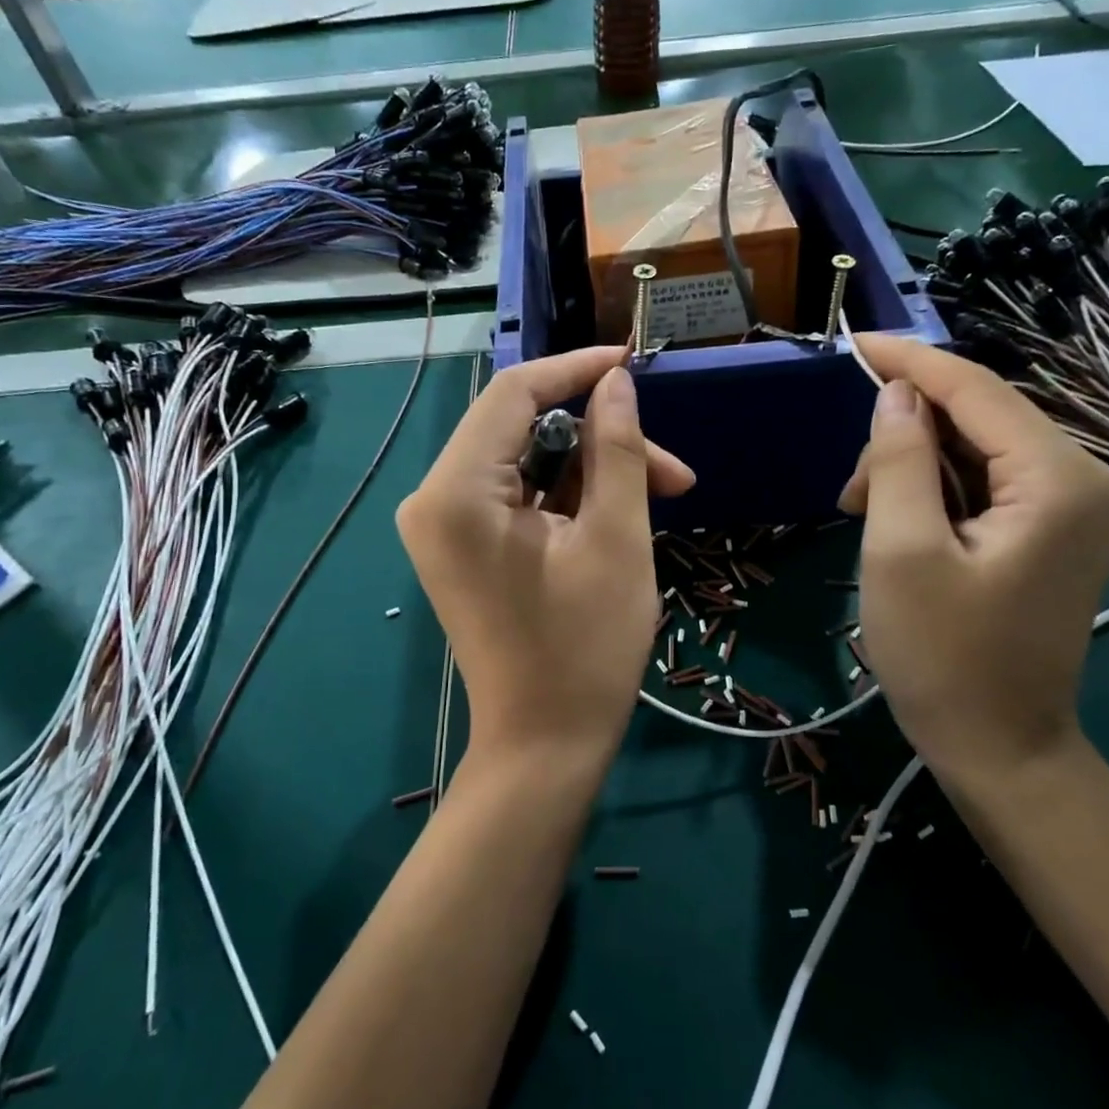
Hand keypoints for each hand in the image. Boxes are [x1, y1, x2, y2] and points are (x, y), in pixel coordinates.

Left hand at [397, 348, 694, 772]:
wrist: (544, 746)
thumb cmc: (585, 648)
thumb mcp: (615, 539)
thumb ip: (617, 449)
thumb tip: (617, 383)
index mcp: (457, 491)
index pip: (514, 393)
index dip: (576, 369)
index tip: (634, 363)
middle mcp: (435, 499)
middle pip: (522, 429)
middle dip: (600, 438)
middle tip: (673, 472)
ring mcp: (445, 526)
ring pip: (527, 463)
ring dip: (593, 471)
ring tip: (663, 496)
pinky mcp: (463, 547)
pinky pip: (518, 496)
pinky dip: (569, 498)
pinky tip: (619, 515)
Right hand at [839, 336, 1108, 789]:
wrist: (1000, 748)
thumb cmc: (943, 657)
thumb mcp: (902, 552)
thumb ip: (899, 460)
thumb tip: (897, 395)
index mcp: (1061, 481)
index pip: (977, 390)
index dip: (909, 361)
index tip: (851, 343)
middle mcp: (1088, 478)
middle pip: (979, 417)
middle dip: (905, 435)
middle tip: (849, 490)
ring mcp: (1079, 505)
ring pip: (979, 447)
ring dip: (914, 466)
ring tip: (865, 513)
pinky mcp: (1059, 527)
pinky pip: (990, 479)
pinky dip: (937, 488)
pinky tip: (900, 520)